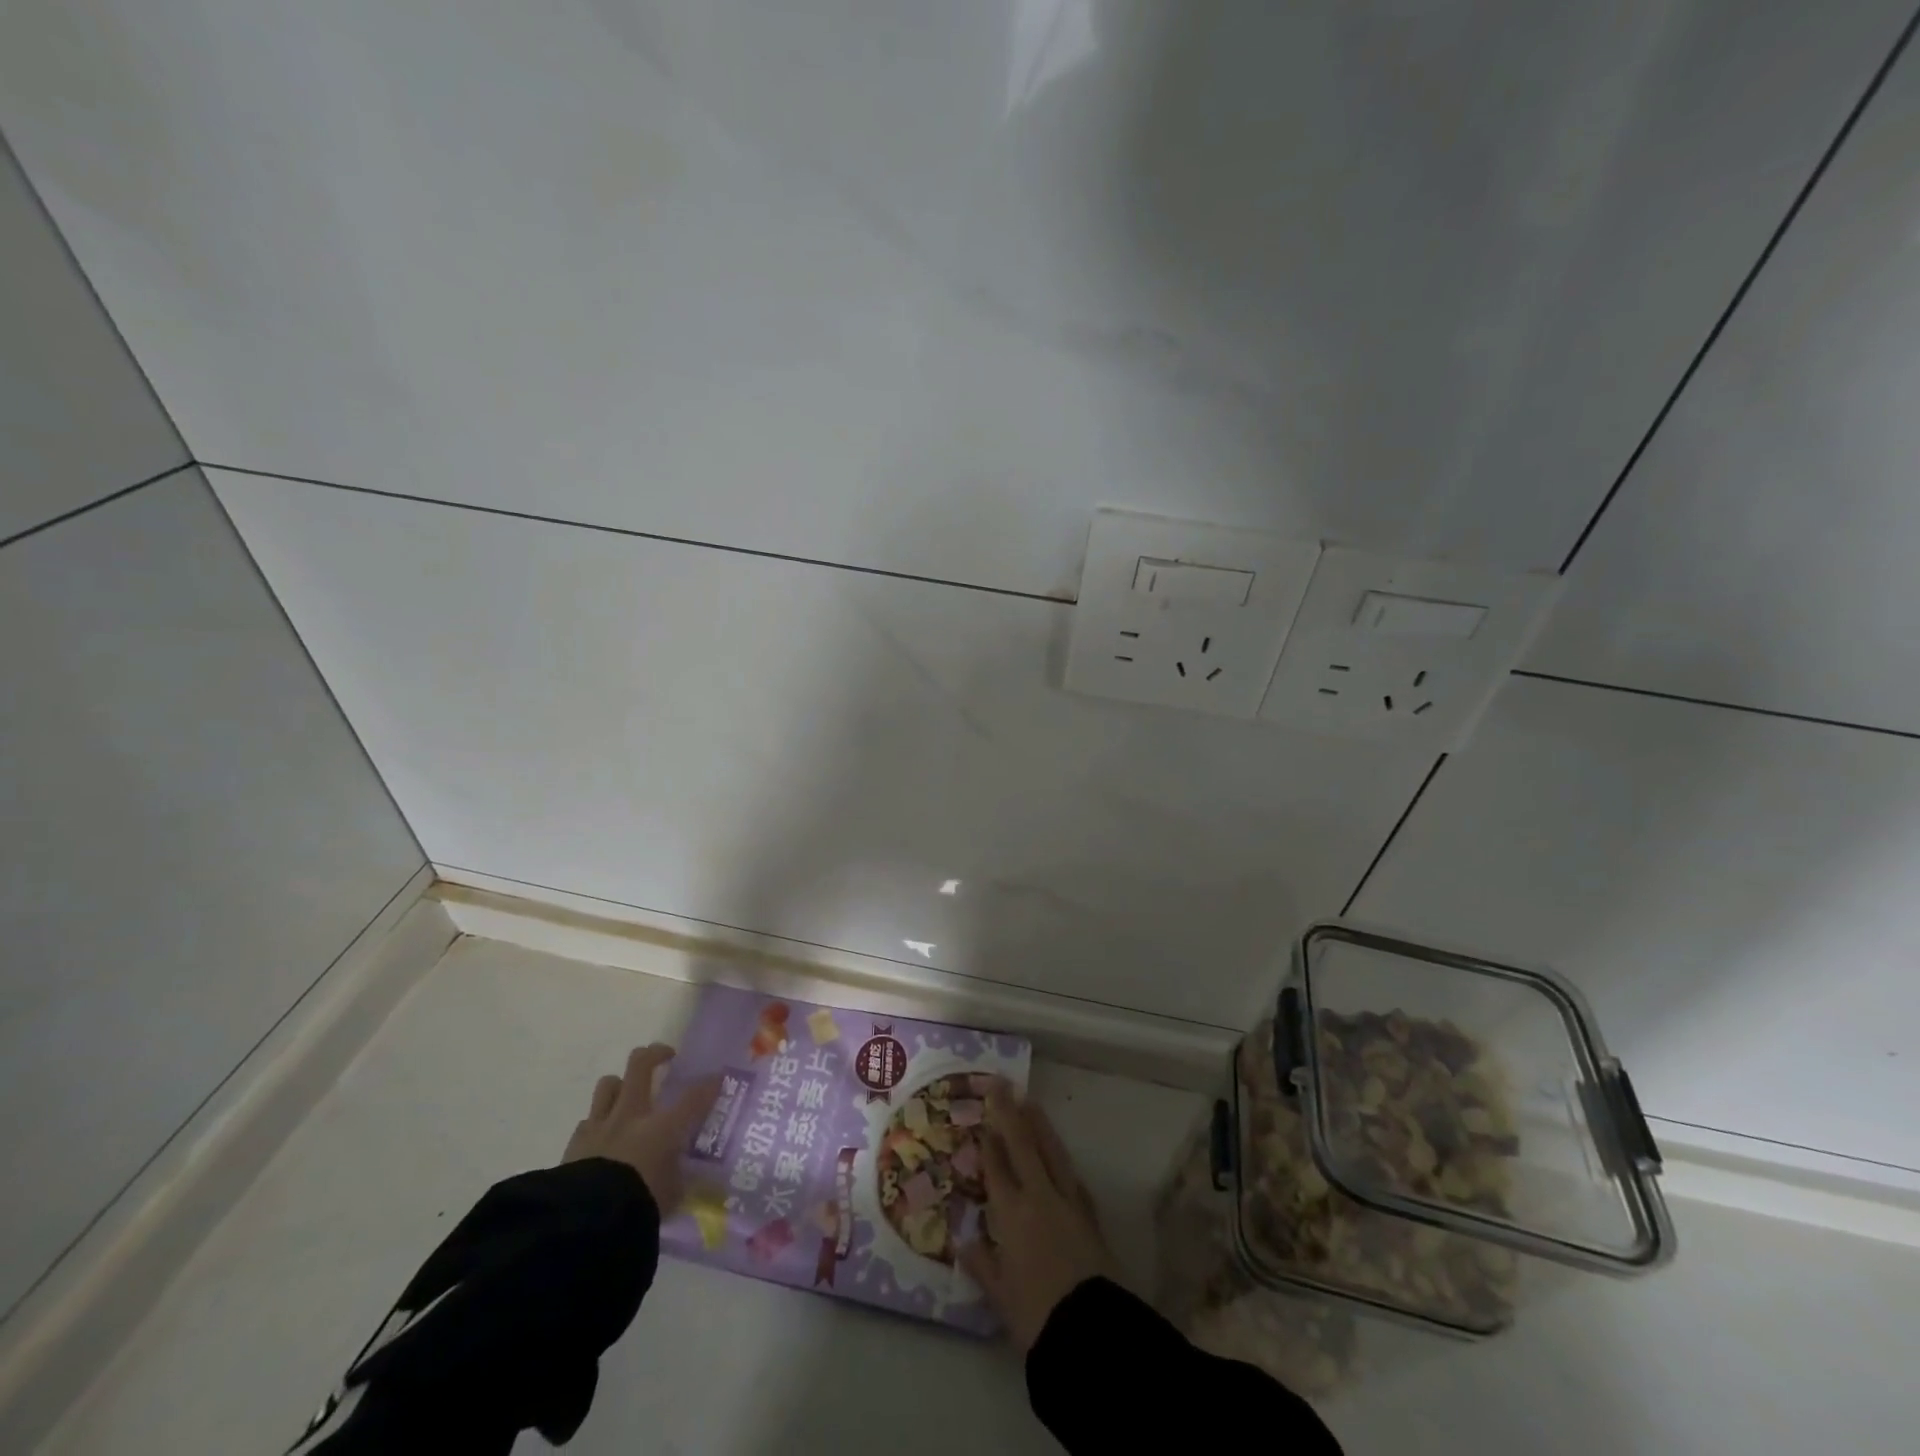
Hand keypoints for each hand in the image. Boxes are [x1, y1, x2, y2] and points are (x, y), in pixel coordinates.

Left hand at [562, 1044, 720, 1215]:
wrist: (587, 1219)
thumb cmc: (639, 1204)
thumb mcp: (672, 1196)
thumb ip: (681, 1180)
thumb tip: (694, 1183)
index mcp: (663, 1127)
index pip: (694, 1097)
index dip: (709, 1084)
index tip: (718, 1077)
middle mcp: (633, 1115)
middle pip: (641, 1066)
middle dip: (655, 1054)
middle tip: (665, 1057)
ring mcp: (601, 1124)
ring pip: (609, 1083)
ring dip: (620, 1084)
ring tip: (628, 1093)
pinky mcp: (576, 1142)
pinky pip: (587, 1120)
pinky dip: (597, 1123)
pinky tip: (602, 1135)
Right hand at [959, 1081, 1123, 1352]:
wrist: (1093, 1329)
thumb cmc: (1037, 1315)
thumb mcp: (1001, 1296)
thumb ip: (983, 1264)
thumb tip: (964, 1241)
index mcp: (1012, 1213)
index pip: (997, 1166)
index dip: (988, 1140)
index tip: (981, 1116)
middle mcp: (1039, 1196)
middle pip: (1023, 1144)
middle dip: (1009, 1112)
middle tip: (1001, 1084)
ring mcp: (1069, 1201)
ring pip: (1051, 1150)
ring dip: (1039, 1124)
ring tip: (1029, 1102)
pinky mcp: (1090, 1213)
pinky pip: (1071, 1173)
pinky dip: (1060, 1156)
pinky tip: (1058, 1153)